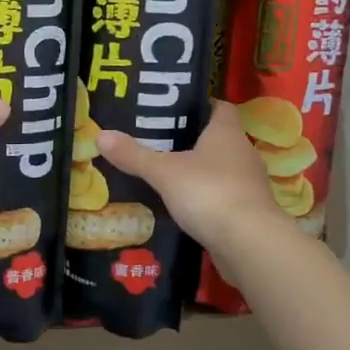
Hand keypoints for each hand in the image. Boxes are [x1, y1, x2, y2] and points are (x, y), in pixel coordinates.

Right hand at [95, 102, 283, 256]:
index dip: (200, 106)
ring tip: (165, 175)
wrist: (249, 244)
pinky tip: (182, 206)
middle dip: (192, 140)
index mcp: (227, 133)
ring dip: (199, 171)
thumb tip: (100, 134)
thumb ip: (133, 155)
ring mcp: (248, 185)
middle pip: (218, 139)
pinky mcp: (247, 212)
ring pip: (220, 169)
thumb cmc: (208, 193)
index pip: (220, 107)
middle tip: (158, 142)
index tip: (174, 110)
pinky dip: (205, 198)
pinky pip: (222, 196)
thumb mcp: (163, 172)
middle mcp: (242, 154)